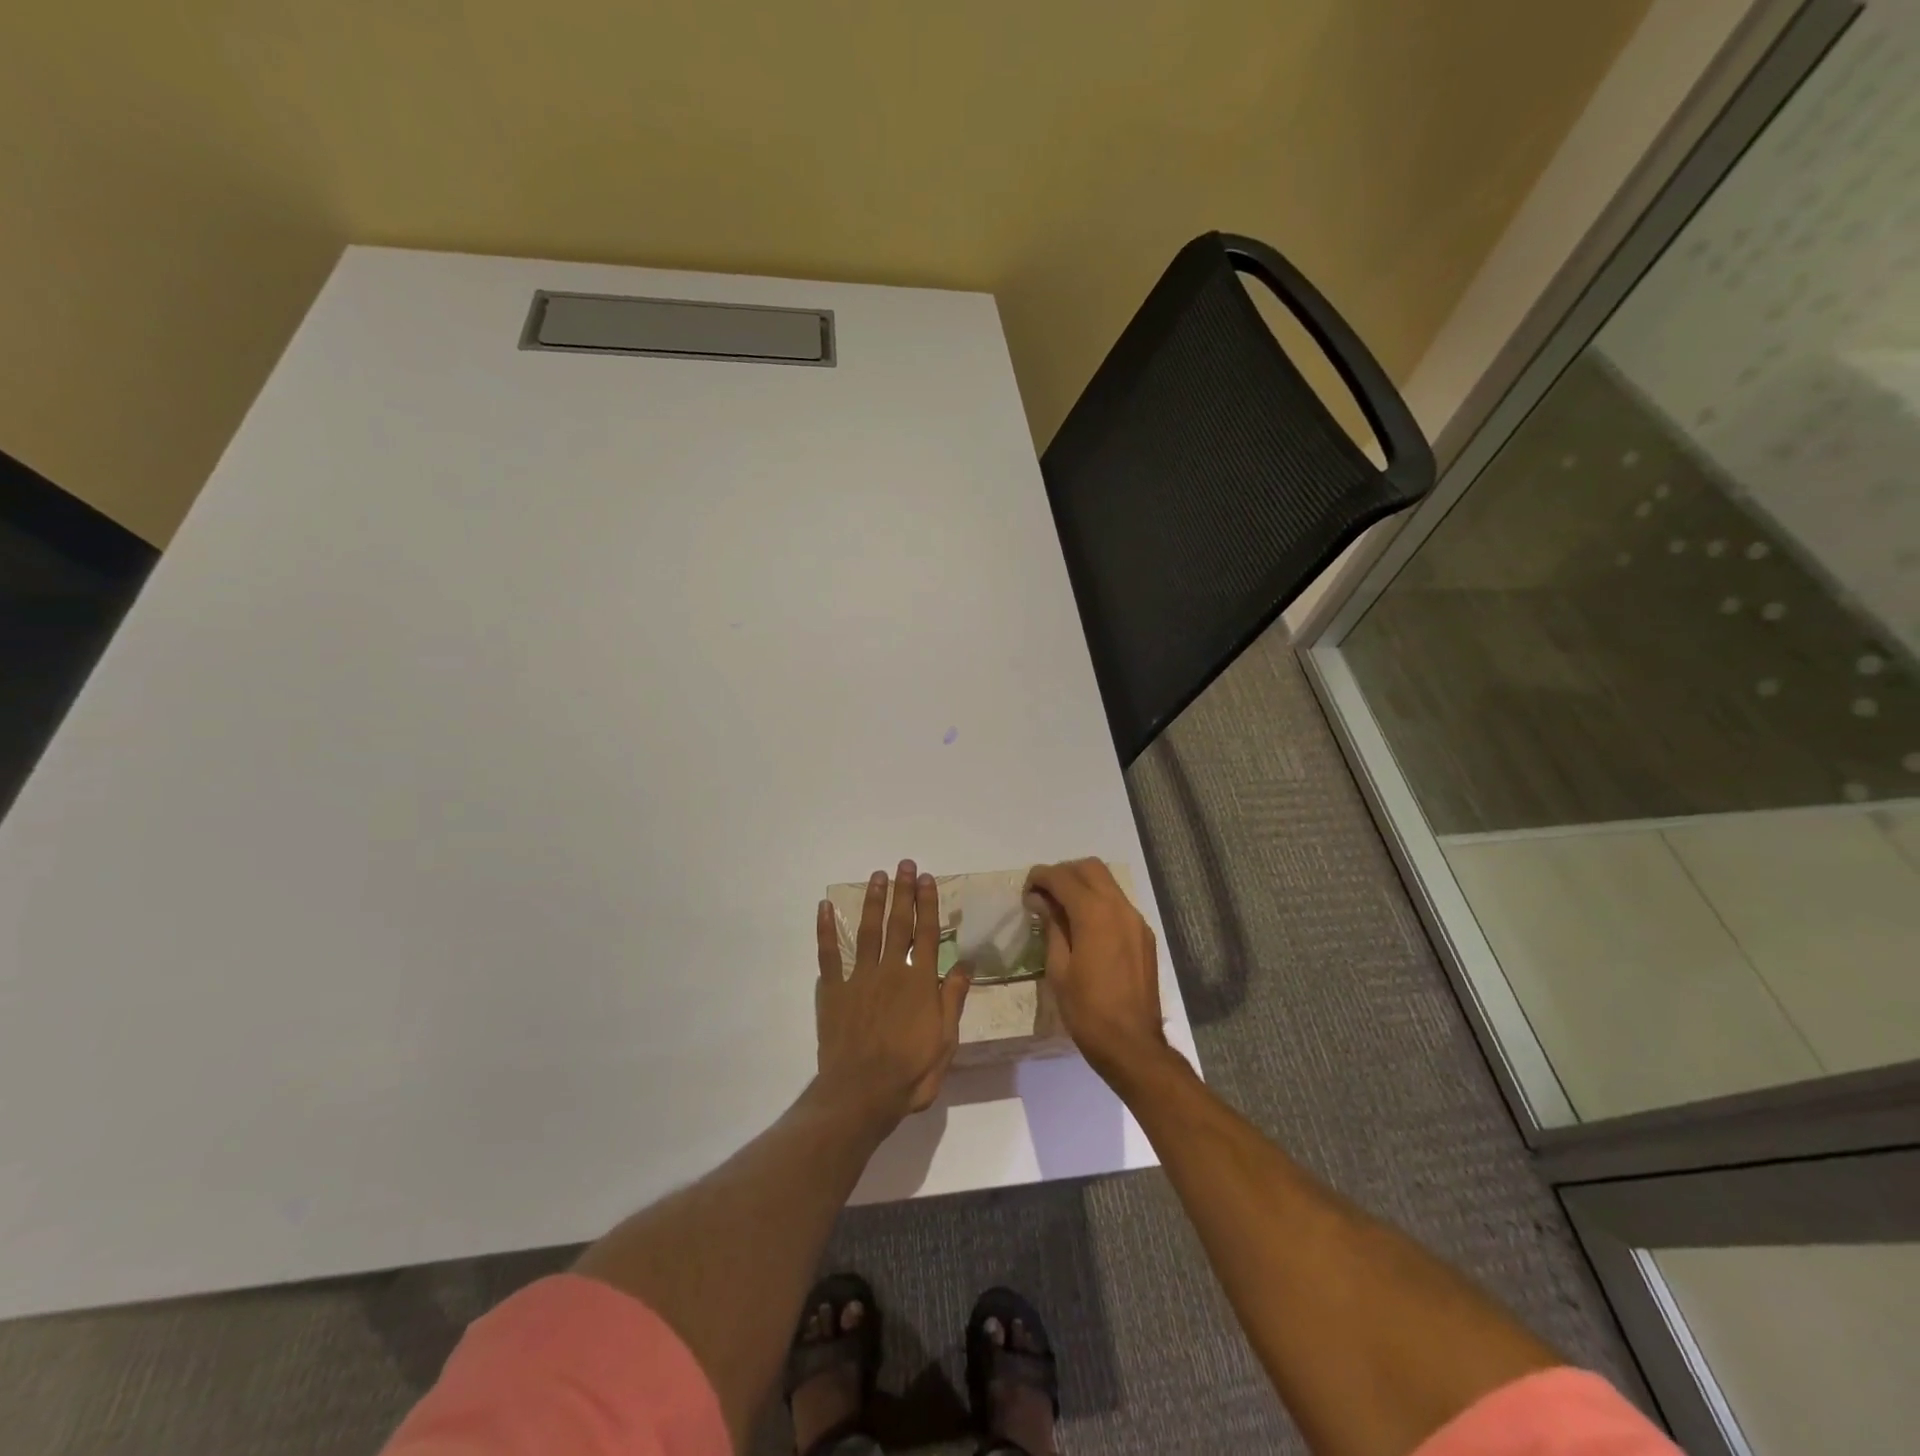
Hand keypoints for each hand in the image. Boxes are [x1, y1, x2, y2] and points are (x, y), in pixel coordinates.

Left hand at [815, 860, 972, 1125]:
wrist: (861, 1094)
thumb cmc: (910, 1072)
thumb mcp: (946, 1041)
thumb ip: (953, 999)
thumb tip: (966, 964)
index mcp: (920, 982)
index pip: (927, 934)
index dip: (928, 904)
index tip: (927, 879)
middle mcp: (891, 970)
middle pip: (898, 924)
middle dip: (903, 892)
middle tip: (905, 865)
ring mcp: (859, 978)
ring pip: (867, 930)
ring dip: (872, 901)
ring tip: (877, 876)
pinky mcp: (834, 991)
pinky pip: (829, 955)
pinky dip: (826, 930)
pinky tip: (824, 908)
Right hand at [1025, 858, 1168, 1082]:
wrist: (1132, 1045)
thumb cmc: (1087, 1010)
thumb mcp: (1059, 969)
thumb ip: (1052, 926)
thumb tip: (1041, 901)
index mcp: (1095, 914)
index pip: (1064, 878)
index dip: (1041, 877)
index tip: (1026, 889)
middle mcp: (1120, 908)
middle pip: (1090, 868)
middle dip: (1064, 873)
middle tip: (1044, 894)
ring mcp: (1136, 921)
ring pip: (1108, 883)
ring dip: (1083, 885)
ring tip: (1061, 909)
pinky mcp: (1144, 936)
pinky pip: (1118, 904)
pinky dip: (1098, 902)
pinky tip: (1084, 927)